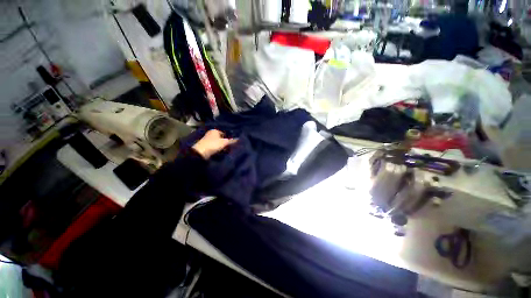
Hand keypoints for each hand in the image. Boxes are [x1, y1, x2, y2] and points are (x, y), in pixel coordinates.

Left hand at [192, 129, 236, 158]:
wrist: (200, 152)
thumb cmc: (213, 144)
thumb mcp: (224, 142)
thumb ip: (232, 141)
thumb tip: (239, 139)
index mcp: (215, 130)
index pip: (224, 133)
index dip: (229, 138)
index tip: (232, 143)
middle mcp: (211, 134)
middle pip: (221, 138)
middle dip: (225, 143)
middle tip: (230, 147)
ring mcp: (207, 140)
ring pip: (218, 143)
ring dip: (222, 147)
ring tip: (226, 151)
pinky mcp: (206, 146)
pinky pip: (214, 147)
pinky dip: (217, 149)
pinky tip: (220, 153)